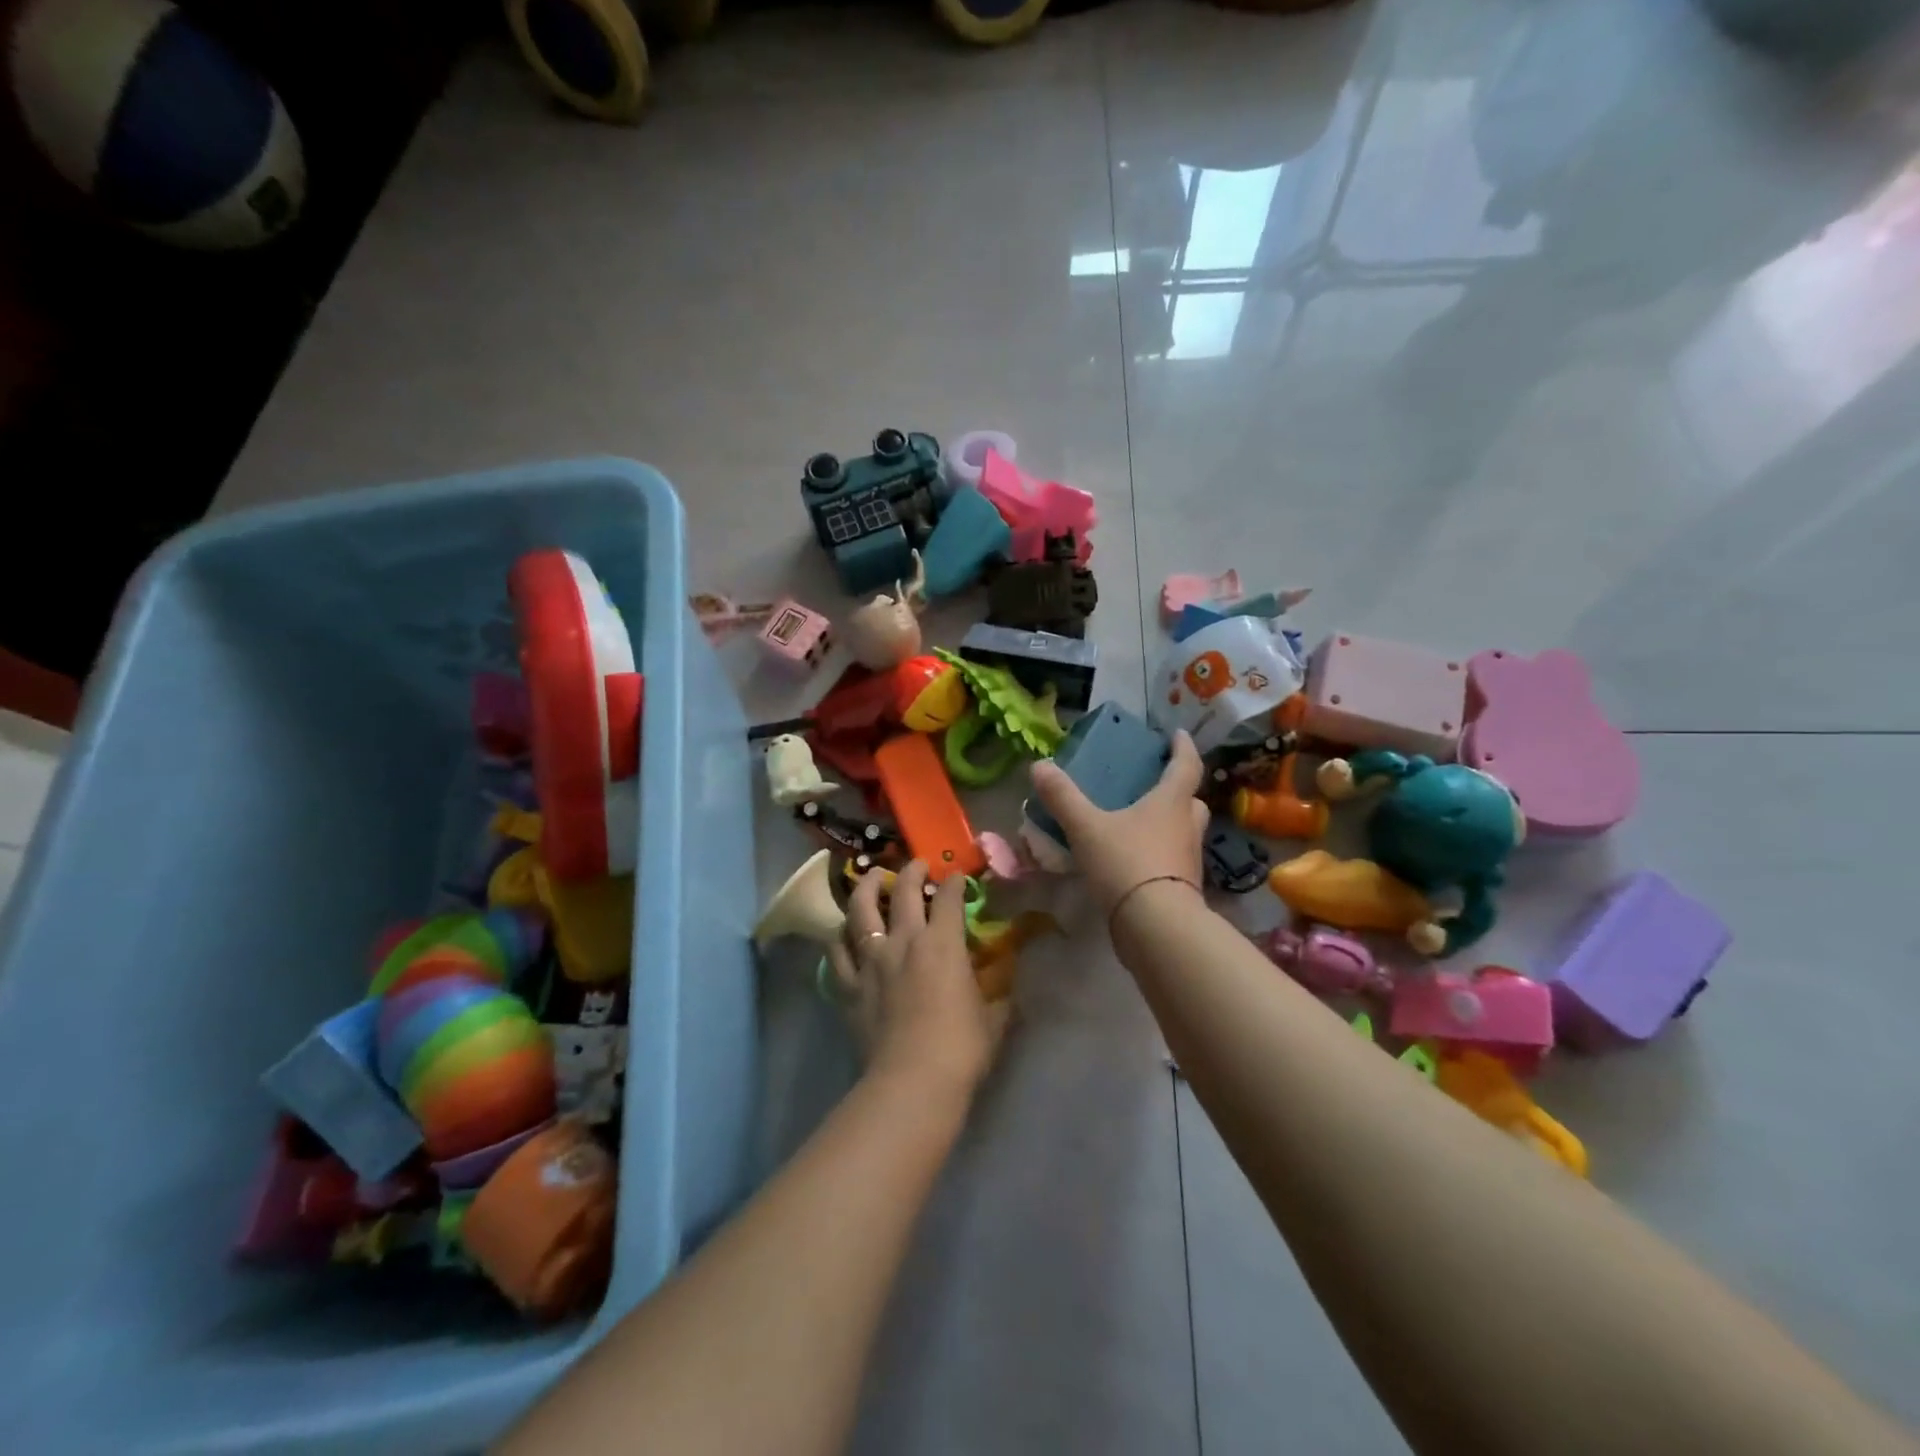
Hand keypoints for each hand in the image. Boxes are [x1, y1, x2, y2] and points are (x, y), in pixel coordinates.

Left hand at [827, 862, 1008, 1101]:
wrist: (913, 1081)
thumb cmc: (962, 1049)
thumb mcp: (994, 1018)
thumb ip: (998, 994)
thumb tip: (1008, 984)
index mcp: (943, 944)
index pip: (950, 900)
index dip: (955, 884)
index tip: (957, 878)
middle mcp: (905, 941)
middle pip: (904, 892)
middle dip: (913, 872)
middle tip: (917, 865)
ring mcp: (872, 961)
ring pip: (861, 910)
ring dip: (867, 888)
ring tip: (871, 878)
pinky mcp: (849, 985)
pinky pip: (837, 952)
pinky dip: (840, 937)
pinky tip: (843, 933)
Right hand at [1028, 729, 1209, 915]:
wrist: (1156, 927)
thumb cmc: (1127, 863)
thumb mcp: (1086, 827)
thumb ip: (1063, 797)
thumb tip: (1039, 765)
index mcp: (1171, 802)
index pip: (1186, 765)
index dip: (1183, 747)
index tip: (1177, 734)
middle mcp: (1187, 827)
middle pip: (1189, 801)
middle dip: (1176, 790)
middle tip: (1153, 785)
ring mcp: (1188, 860)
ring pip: (1183, 832)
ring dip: (1167, 824)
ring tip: (1137, 823)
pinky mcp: (1182, 889)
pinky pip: (1171, 861)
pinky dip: (1157, 854)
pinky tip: (1132, 860)